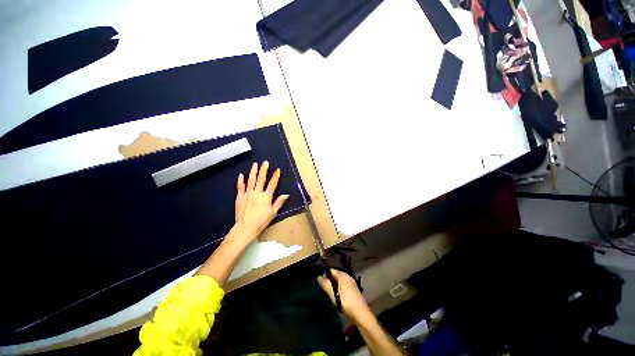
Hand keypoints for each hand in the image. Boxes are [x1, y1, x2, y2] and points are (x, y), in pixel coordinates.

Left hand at [234, 161, 288, 238]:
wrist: (245, 227)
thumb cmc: (261, 221)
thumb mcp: (273, 212)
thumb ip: (279, 202)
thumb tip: (286, 195)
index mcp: (266, 196)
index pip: (272, 184)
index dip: (275, 176)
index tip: (278, 170)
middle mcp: (257, 192)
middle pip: (261, 179)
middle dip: (264, 170)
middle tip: (265, 162)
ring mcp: (247, 194)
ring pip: (251, 180)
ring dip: (253, 171)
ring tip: (255, 164)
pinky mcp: (240, 197)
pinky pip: (240, 187)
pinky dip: (241, 180)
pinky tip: (241, 175)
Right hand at [318, 269, 370, 321]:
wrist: (361, 314)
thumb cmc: (346, 303)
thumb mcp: (333, 294)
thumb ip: (326, 285)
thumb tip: (318, 276)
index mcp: (343, 275)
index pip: (331, 270)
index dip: (324, 273)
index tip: (318, 279)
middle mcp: (348, 276)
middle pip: (336, 274)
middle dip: (329, 279)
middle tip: (322, 286)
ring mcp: (352, 283)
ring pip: (340, 280)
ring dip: (334, 284)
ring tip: (327, 291)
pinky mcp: (353, 289)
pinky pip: (343, 284)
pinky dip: (339, 287)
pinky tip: (336, 294)